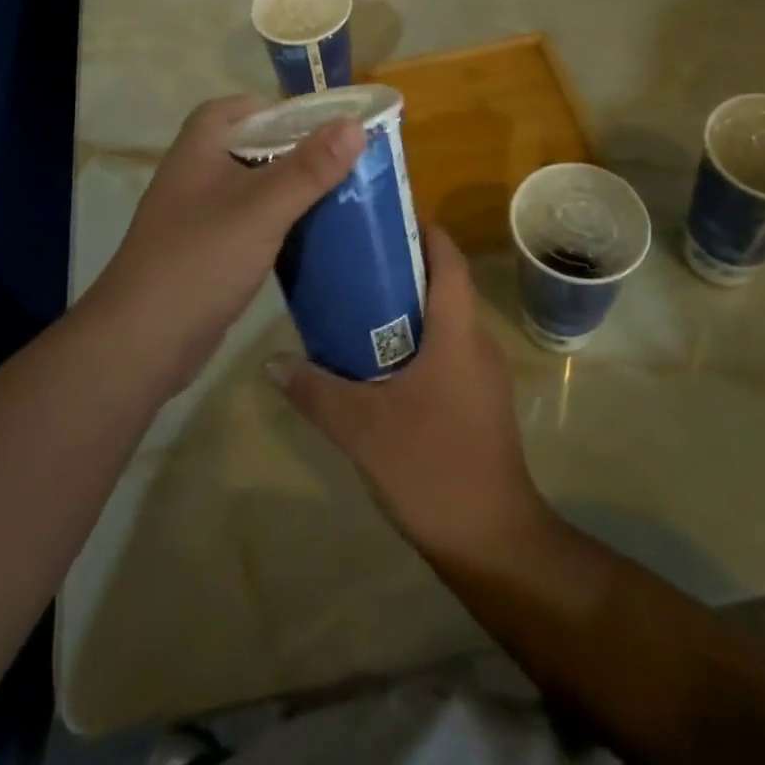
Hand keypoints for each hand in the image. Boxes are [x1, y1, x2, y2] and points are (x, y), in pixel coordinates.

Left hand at [89, 96, 365, 395]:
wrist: (142, 341)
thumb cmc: (201, 260)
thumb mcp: (262, 209)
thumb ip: (309, 168)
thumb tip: (355, 125)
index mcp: (200, 146)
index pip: (245, 108)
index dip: (286, 111)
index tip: (328, 126)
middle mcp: (196, 171)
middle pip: (254, 146)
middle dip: (297, 152)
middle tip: (345, 163)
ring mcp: (199, 212)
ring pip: (254, 187)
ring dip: (291, 189)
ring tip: (340, 196)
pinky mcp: (207, 249)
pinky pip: (250, 222)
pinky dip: (278, 223)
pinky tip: (310, 237)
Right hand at [268, 227, 552, 563]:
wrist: (494, 545)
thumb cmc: (433, 467)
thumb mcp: (361, 428)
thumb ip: (314, 390)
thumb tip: (270, 361)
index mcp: (458, 332)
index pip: (448, 259)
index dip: (421, 229)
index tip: (380, 219)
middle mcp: (476, 342)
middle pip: (442, 283)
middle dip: (400, 265)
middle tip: (349, 259)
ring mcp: (481, 374)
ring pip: (442, 320)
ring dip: (404, 305)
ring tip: (352, 302)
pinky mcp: (477, 401)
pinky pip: (445, 350)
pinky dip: (413, 339)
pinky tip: (375, 360)